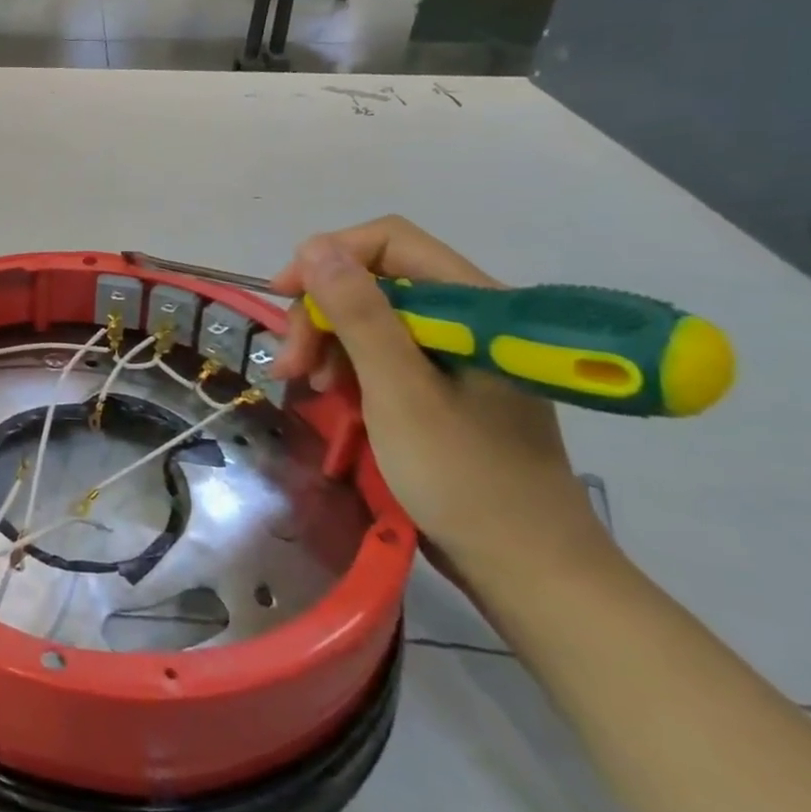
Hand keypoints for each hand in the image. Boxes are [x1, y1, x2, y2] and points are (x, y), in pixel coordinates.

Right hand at [267, 217, 603, 570]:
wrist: (527, 570)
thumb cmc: (464, 477)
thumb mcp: (399, 392)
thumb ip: (360, 314)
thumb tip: (317, 245)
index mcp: (476, 306)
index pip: (390, 242)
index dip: (329, 257)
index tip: (283, 295)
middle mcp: (469, 318)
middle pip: (375, 280)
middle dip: (322, 312)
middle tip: (290, 364)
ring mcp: (457, 353)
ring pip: (372, 316)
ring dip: (328, 341)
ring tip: (303, 384)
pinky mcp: (445, 384)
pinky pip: (383, 351)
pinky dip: (348, 366)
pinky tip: (330, 393)